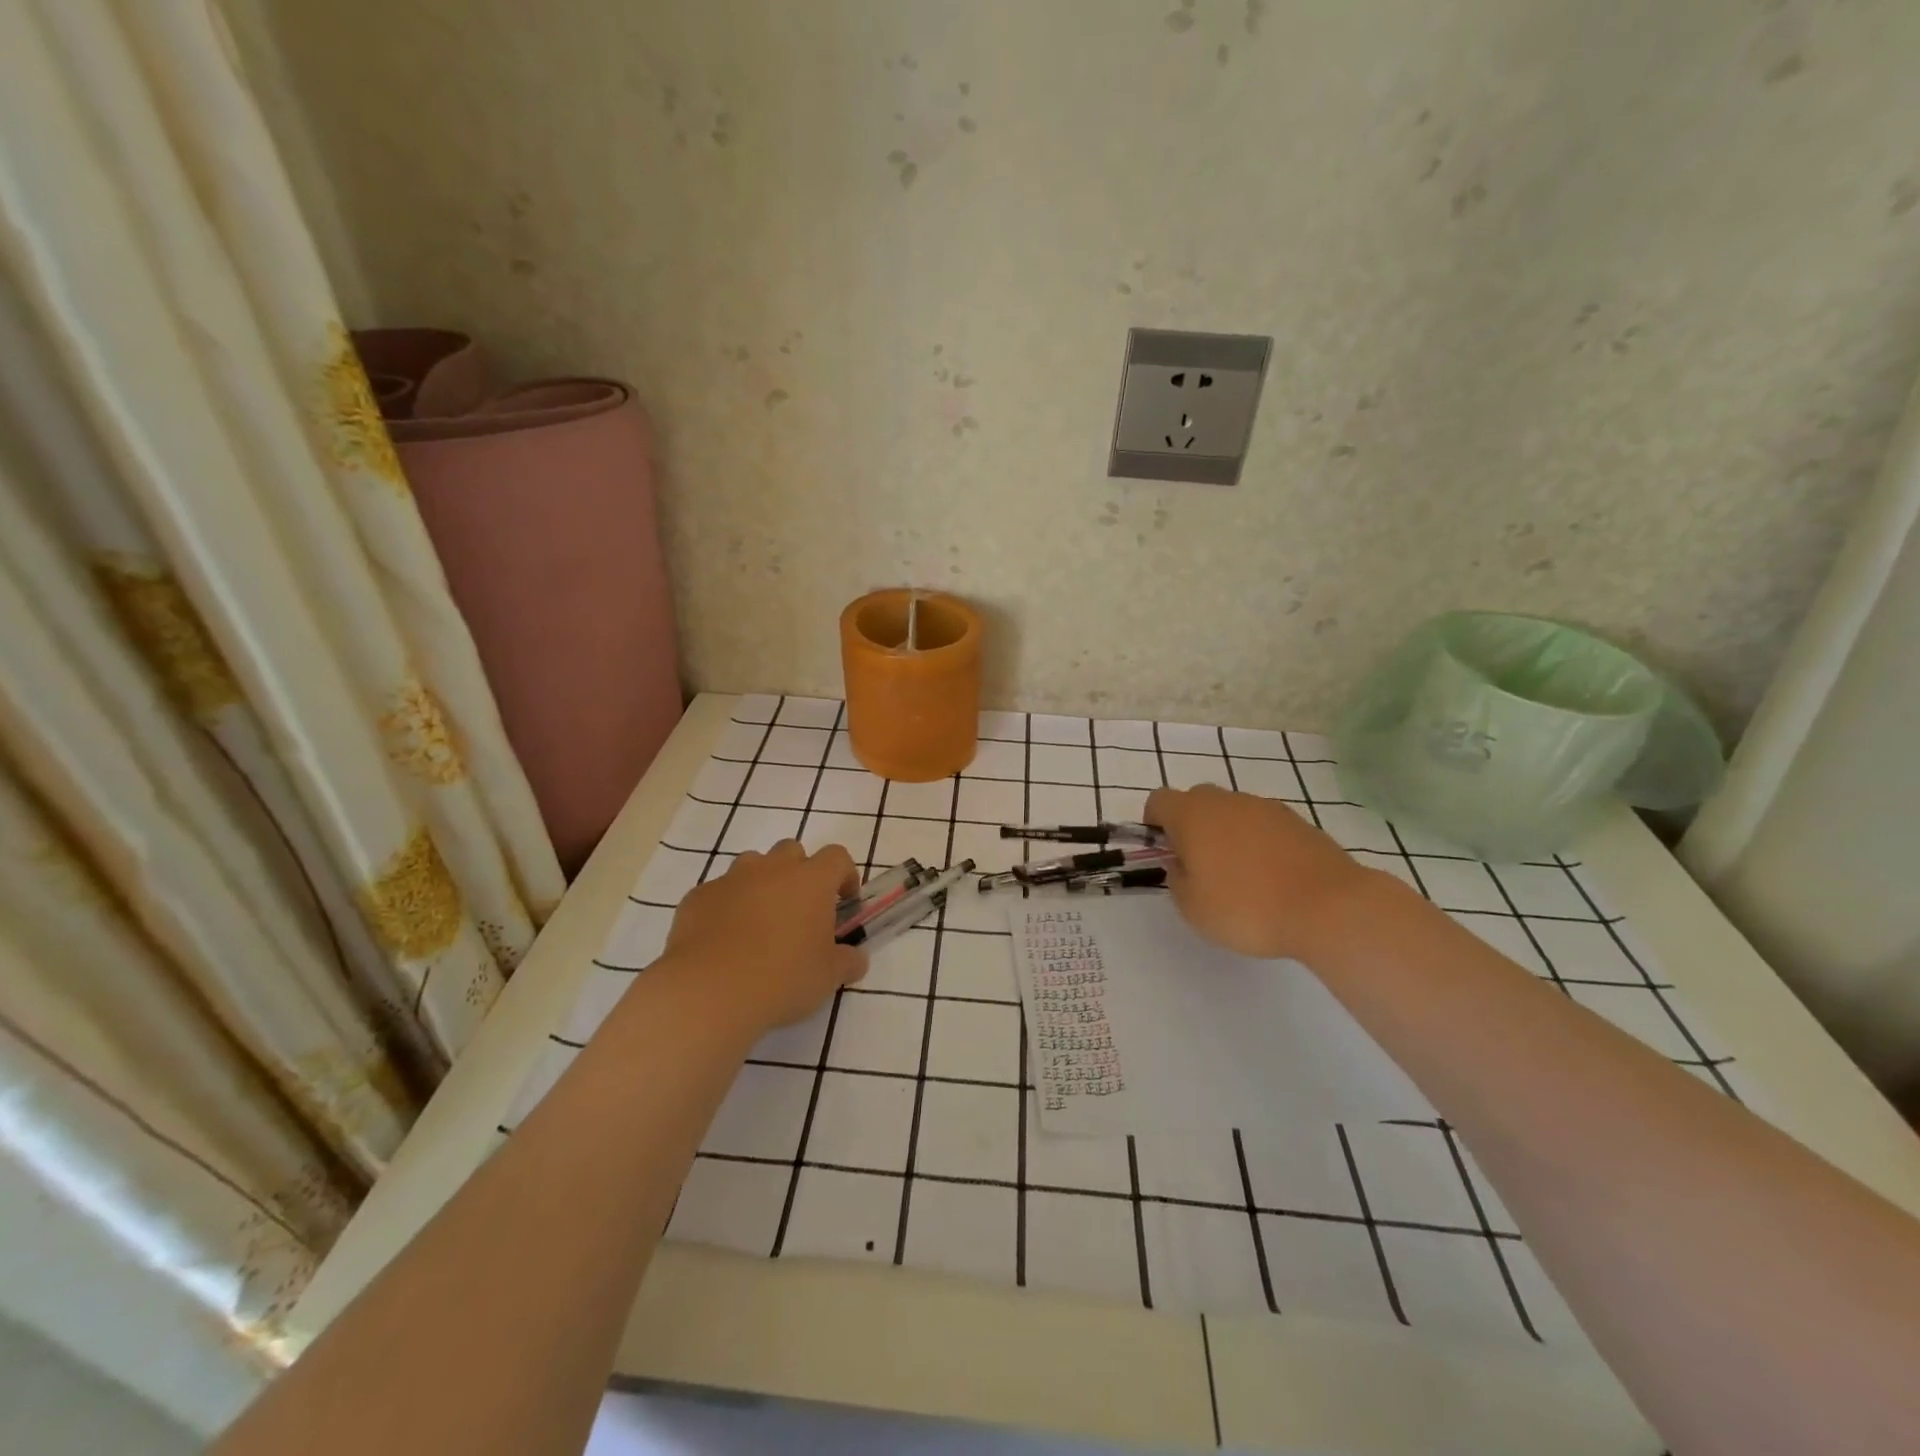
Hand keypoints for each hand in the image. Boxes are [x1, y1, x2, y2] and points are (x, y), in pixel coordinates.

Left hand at [662, 840, 866, 1031]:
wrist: (709, 991)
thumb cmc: (783, 979)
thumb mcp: (828, 977)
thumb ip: (847, 962)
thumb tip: (856, 959)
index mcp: (811, 881)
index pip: (837, 857)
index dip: (844, 875)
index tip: (844, 901)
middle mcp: (772, 869)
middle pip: (791, 851)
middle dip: (799, 872)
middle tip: (799, 910)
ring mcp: (731, 879)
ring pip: (752, 865)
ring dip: (761, 883)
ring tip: (759, 922)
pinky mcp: (698, 897)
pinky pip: (718, 892)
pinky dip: (725, 907)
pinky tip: (723, 940)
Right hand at [1145, 784, 1392, 960]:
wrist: (1328, 907)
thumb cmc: (1246, 907)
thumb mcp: (1192, 907)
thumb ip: (1177, 879)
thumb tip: (1183, 865)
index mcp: (1192, 814)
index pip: (1158, 800)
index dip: (1154, 823)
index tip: (1164, 852)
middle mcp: (1226, 801)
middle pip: (1196, 801)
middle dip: (1191, 827)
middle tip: (1200, 867)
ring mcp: (1266, 808)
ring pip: (1232, 813)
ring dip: (1227, 835)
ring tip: (1241, 878)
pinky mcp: (1298, 822)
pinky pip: (1264, 826)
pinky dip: (1259, 844)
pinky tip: (1271, 878)